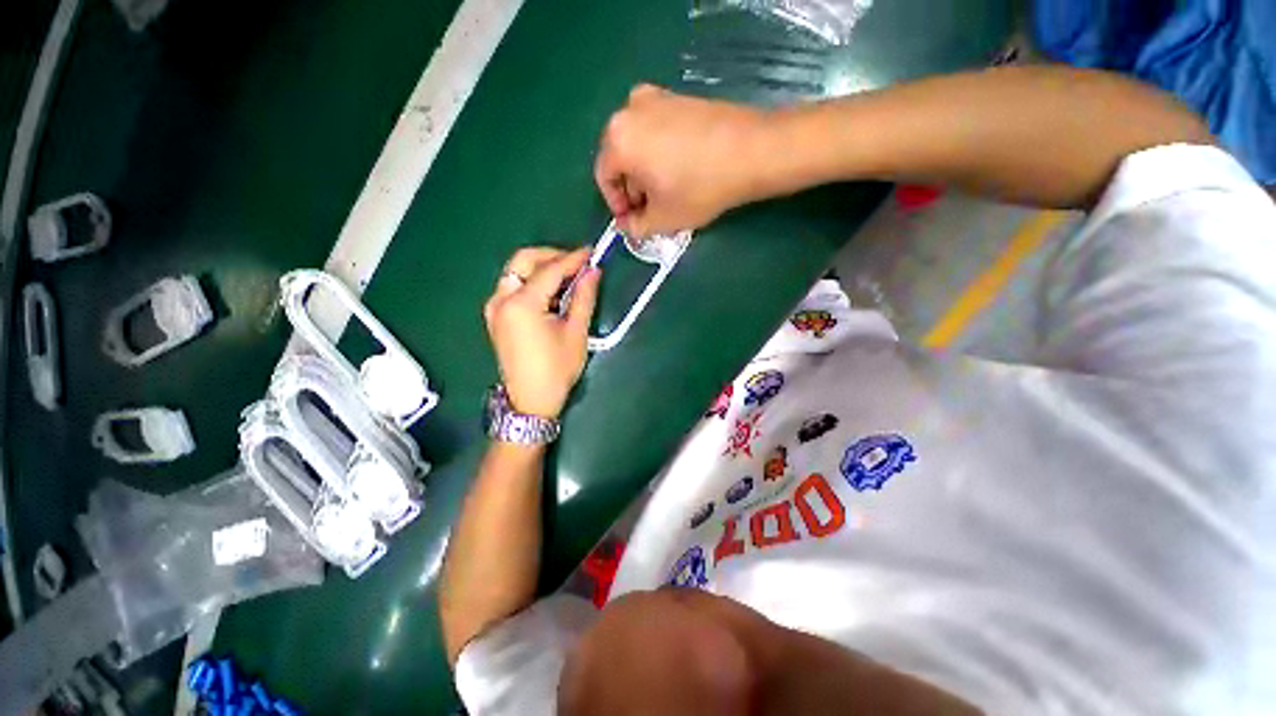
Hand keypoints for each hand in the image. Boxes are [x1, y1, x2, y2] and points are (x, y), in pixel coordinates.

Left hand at [484, 247, 600, 417]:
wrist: (530, 401)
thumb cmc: (557, 370)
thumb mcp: (576, 333)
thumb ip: (584, 297)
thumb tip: (593, 271)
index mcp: (522, 304)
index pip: (549, 270)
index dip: (572, 259)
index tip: (591, 252)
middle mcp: (501, 299)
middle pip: (523, 260)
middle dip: (551, 256)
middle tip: (577, 264)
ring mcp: (494, 307)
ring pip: (516, 272)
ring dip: (541, 268)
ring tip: (568, 278)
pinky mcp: (495, 316)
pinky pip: (513, 286)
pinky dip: (532, 282)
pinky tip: (551, 292)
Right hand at [594, 85, 774, 237]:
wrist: (751, 151)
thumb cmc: (698, 188)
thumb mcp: (662, 219)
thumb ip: (636, 227)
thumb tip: (627, 226)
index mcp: (618, 138)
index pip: (604, 177)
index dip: (616, 204)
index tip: (632, 220)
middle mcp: (630, 110)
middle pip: (620, 157)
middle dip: (631, 187)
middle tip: (649, 208)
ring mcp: (657, 97)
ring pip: (638, 143)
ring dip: (645, 171)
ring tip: (666, 192)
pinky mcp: (679, 96)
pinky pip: (657, 130)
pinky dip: (659, 152)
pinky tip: (680, 170)